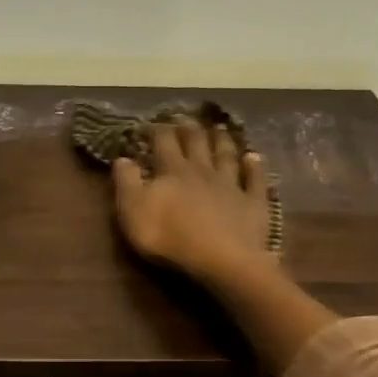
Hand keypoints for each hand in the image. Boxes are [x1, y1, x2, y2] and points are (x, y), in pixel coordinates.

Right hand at [111, 118, 272, 285]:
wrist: (221, 259)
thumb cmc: (170, 237)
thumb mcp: (134, 211)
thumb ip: (127, 183)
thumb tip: (122, 158)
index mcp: (173, 171)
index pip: (163, 142)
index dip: (156, 130)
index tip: (148, 124)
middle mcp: (203, 171)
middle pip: (196, 143)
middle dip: (188, 128)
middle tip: (184, 117)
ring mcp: (231, 185)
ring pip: (226, 156)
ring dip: (222, 140)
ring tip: (219, 128)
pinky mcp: (253, 203)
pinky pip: (255, 180)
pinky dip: (254, 166)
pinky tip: (254, 157)